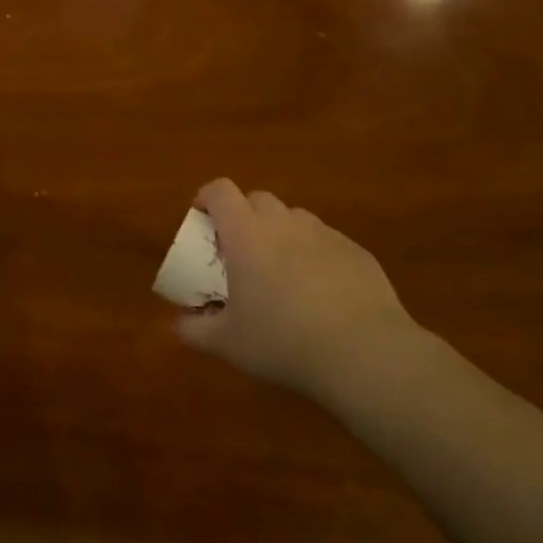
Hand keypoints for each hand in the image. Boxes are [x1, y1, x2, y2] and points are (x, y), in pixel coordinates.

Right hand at [175, 179, 426, 404]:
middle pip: (258, 199)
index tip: (201, 219)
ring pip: (294, 219)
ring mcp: (325, 234)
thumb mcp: (228, 344)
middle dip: (244, 216)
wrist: (363, 351)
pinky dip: (314, 255)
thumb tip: (179, 324)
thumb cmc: (282, 341)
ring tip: (280, 273)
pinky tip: (321, 294)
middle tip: (239, 252)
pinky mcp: (356, 251)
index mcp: (247, 234)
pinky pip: (326, 242)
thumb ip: (195, 330)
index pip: (220, 191)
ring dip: (280, 234)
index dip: (206, 198)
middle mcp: (285, 223)